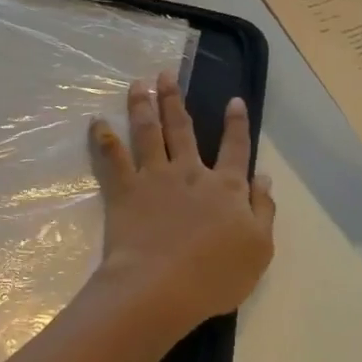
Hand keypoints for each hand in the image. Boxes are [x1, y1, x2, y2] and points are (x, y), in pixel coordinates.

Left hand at [88, 70, 275, 333]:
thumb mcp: (258, 248)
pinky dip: (103, 137)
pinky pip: (112, 157)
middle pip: (182, 128)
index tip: (234, 100)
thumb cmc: (215, 275)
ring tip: (138, 83)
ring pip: (148, 132)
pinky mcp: (125, 189)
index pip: (235, 148)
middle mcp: (189, 172)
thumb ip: (263, 209)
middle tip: (166, 74)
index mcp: (226, 187)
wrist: (162, 286)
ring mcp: (155, 177)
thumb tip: (264, 177)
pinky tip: (97, 121)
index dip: (237, 124)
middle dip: (175, 99)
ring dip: (142, 104)